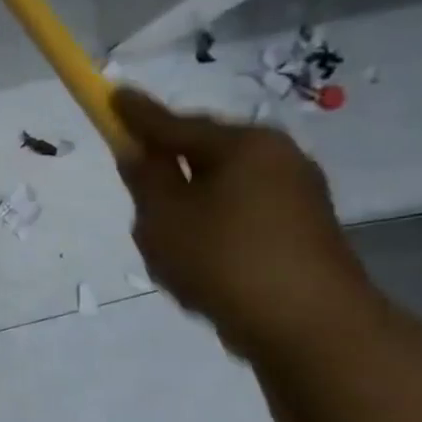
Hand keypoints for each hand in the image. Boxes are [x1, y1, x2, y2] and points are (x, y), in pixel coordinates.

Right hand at [113, 88, 374, 357]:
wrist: (310, 325)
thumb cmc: (224, 260)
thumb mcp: (164, 217)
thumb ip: (146, 179)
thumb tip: (140, 151)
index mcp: (243, 146)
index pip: (175, 124)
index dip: (136, 115)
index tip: (111, 95)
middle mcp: (277, 158)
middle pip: (203, 154)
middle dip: (168, 170)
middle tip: (138, 191)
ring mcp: (298, 195)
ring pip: (222, 189)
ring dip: (190, 206)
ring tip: (168, 244)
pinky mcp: (304, 231)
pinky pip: (241, 216)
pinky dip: (214, 229)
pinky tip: (201, 263)